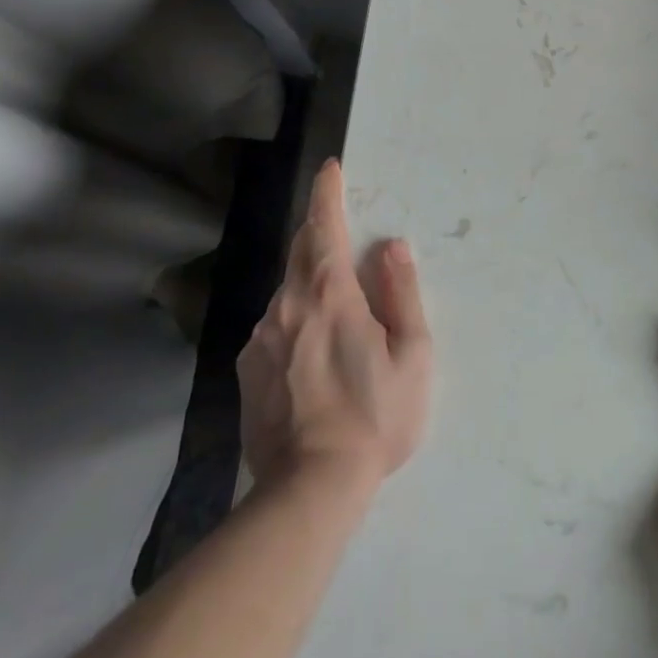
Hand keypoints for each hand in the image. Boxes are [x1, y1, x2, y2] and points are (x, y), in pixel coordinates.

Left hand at [236, 159, 432, 493]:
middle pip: (299, 252)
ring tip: (337, 319)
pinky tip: (312, 359)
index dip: (326, 193)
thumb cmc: (375, 416)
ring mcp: (259, 339)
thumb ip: (400, 293)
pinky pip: (273, 327)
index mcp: (329, 295)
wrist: (309, 489)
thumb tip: (390, 247)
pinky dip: (294, 323)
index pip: (323, 227)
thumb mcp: (411, 353)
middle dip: (317, 232)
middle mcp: (286, 306)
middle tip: (339, 234)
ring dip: (309, 286)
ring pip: (286, 293)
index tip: (329, 167)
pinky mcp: (246, 370)